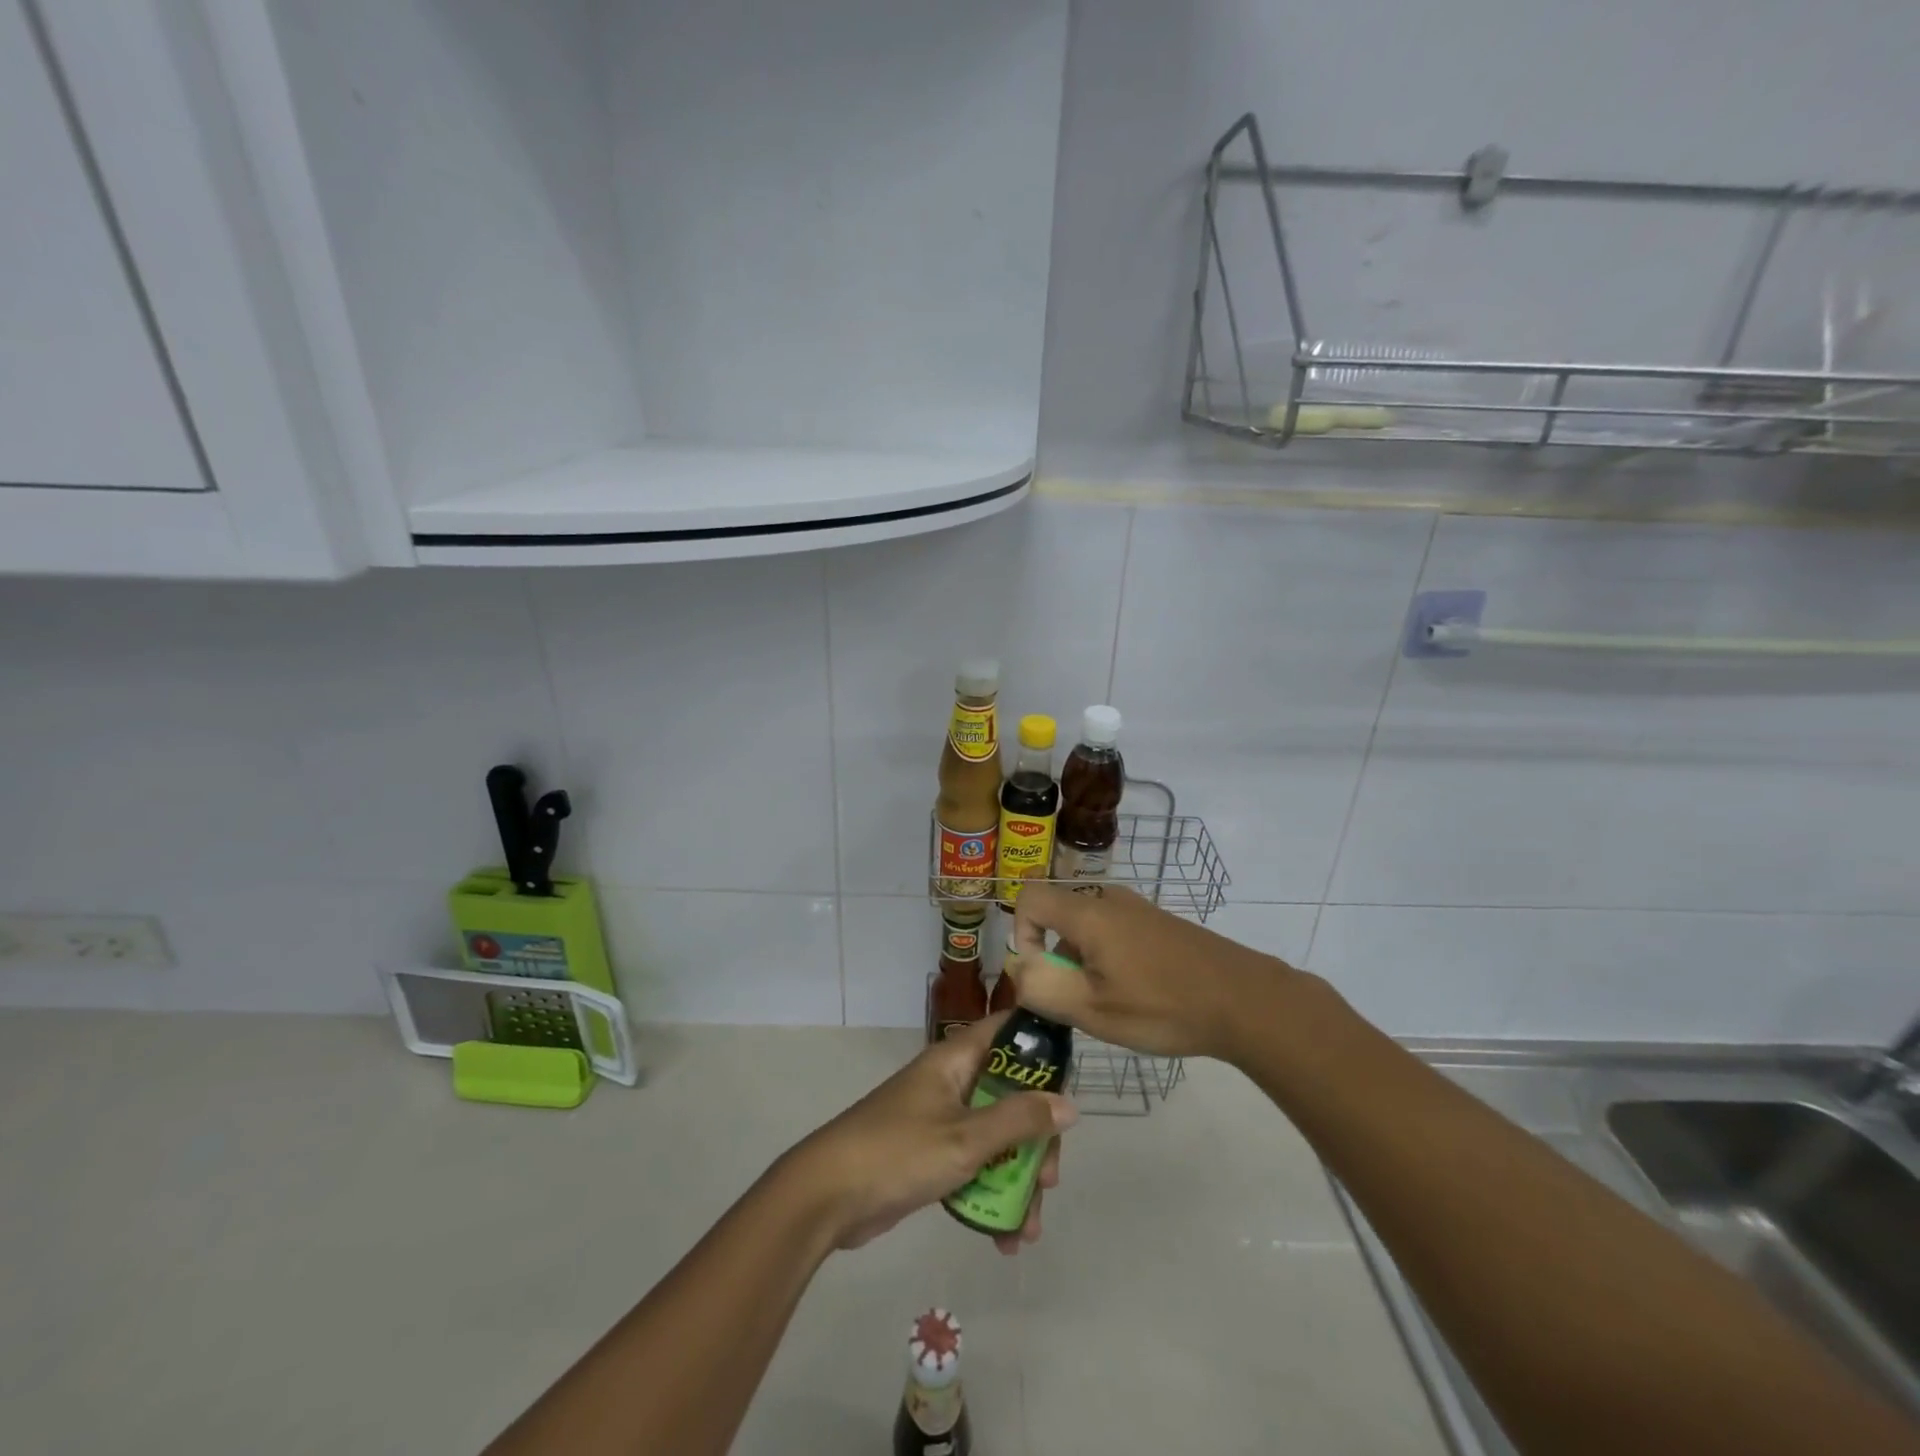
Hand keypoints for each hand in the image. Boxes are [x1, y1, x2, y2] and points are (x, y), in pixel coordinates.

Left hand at [781, 1012, 1076, 1254]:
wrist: (827, 1196)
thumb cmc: (899, 1152)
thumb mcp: (966, 1139)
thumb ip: (1019, 1121)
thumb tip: (1069, 1105)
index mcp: (956, 1059)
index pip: (1008, 1031)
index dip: (1042, 1046)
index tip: (1071, 1079)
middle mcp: (951, 1081)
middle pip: (1010, 1095)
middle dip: (1035, 1139)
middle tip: (1048, 1180)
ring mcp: (940, 1119)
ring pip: (995, 1136)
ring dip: (1016, 1179)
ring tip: (1028, 1228)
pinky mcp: (930, 1155)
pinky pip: (974, 1165)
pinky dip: (990, 1195)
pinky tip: (1004, 1238)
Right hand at [1010, 882, 1289, 1061]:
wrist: (1245, 1000)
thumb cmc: (1163, 1006)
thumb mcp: (1093, 1008)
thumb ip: (1042, 987)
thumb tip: (1019, 968)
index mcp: (1087, 912)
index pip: (1028, 899)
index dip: (1021, 935)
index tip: (1045, 975)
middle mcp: (1108, 900)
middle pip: (1058, 917)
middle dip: (1056, 959)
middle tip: (1081, 1001)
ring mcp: (1137, 909)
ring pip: (1087, 929)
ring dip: (1084, 963)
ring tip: (1113, 1004)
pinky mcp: (1158, 923)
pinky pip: (1113, 933)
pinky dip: (1110, 960)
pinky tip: (1140, 995)